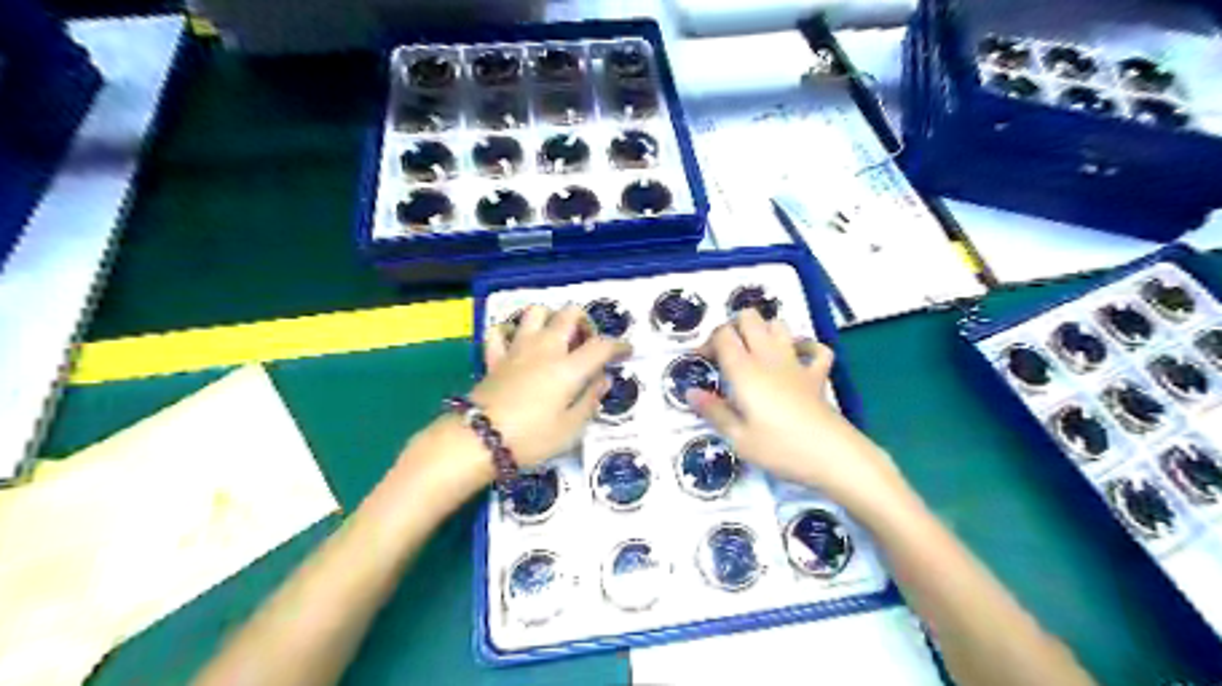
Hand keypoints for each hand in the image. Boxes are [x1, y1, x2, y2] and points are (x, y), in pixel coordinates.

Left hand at [467, 302, 629, 467]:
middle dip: (585, 322)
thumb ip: (590, 400)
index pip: (602, 345)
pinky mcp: (494, 357)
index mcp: (568, 368)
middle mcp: (545, 349)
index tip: (627, 352)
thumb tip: (603, 379)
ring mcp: (517, 349)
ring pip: (535, 311)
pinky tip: (517, 345)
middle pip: (569, 314)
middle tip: (587, 343)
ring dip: (549, 318)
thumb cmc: (531, 439)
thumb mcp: (570, 429)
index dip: (619, 345)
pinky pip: (501, 332)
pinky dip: (511, 333)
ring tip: (555, 338)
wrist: (479, 440)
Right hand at [686, 310, 905, 513]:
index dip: (708, 342)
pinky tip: (796, 358)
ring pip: (778, 325)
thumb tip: (690, 393)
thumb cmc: (780, 448)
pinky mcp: (817, 375)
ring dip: (763, 331)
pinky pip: (815, 349)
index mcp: (745, 371)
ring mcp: (796, 363)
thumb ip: (713, 411)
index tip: (702, 362)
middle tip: (725, 353)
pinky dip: (805, 347)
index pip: (723, 335)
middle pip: (749, 318)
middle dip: (733, 327)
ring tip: (753, 353)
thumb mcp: (738, 438)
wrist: (833, 456)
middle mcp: (769, 358)